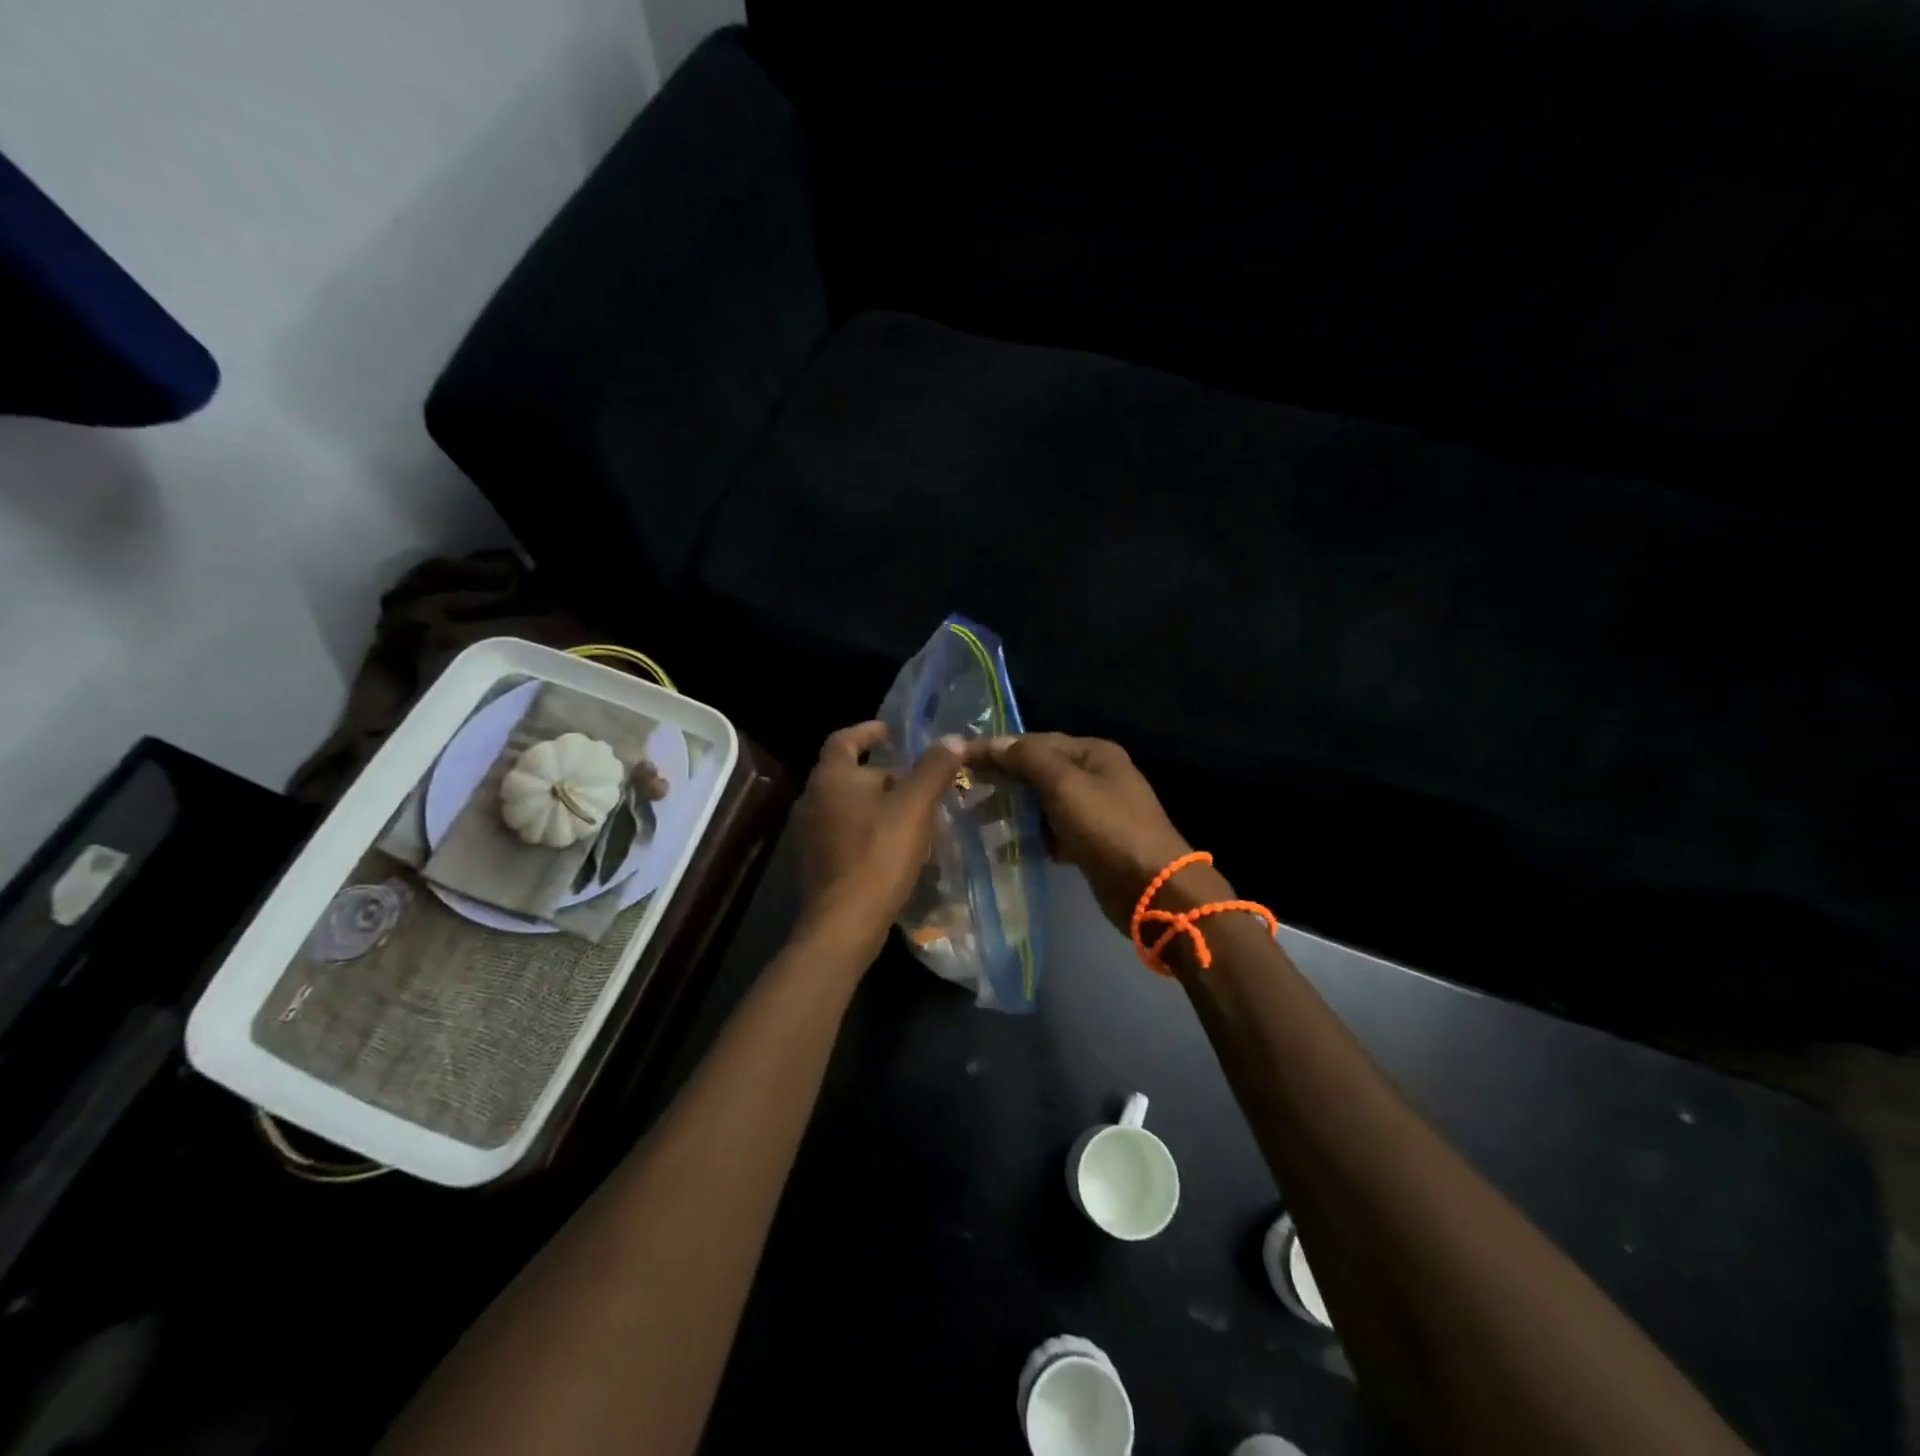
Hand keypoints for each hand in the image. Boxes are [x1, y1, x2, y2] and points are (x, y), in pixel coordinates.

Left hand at [792, 721, 964, 963]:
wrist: (844, 923)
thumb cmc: (878, 855)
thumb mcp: (915, 807)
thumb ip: (934, 769)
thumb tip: (953, 738)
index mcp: (831, 778)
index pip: (844, 739)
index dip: (869, 731)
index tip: (892, 733)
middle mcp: (812, 799)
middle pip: (847, 773)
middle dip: (881, 772)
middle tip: (916, 780)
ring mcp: (808, 833)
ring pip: (846, 805)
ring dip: (875, 803)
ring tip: (911, 812)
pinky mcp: (814, 861)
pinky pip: (843, 831)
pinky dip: (866, 828)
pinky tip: (893, 844)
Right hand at [964, 733, 1200, 931]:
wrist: (1152, 888)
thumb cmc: (1107, 828)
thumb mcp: (1065, 785)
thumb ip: (1028, 759)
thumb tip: (994, 743)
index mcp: (1093, 753)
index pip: (1036, 742)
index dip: (998, 749)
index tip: (960, 758)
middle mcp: (1095, 776)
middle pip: (1039, 770)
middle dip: (1003, 778)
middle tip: (962, 787)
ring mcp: (1095, 810)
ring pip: (1043, 802)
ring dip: (1012, 808)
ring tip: (975, 820)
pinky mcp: (1091, 842)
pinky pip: (1052, 831)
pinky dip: (1031, 835)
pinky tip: (1005, 848)